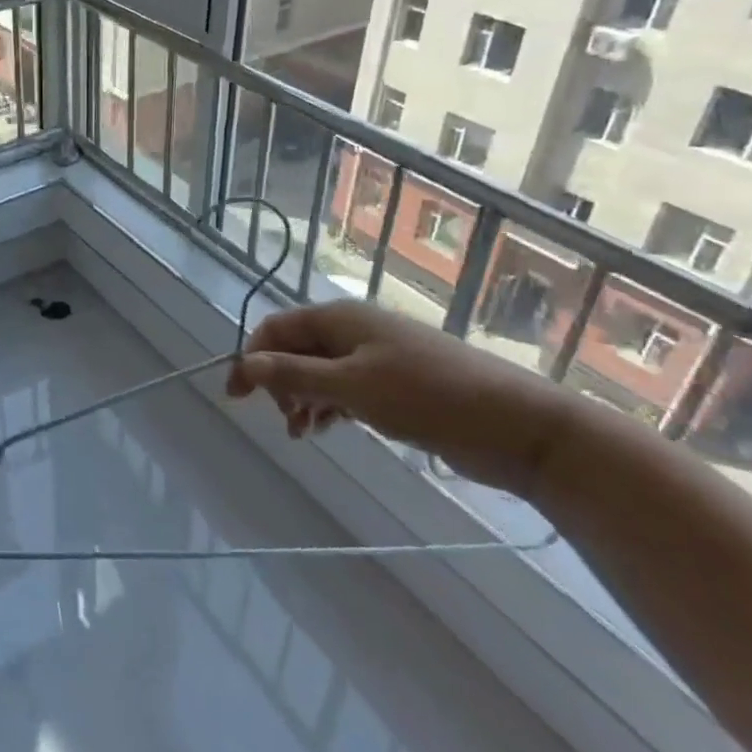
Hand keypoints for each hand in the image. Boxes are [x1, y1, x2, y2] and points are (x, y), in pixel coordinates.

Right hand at [226, 300, 575, 497]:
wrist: (515, 426)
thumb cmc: (426, 396)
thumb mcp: (351, 386)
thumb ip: (293, 375)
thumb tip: (243, 364)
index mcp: (340, 318)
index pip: (277, 328)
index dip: (251, 357)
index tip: (236, 396)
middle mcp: (354, 331)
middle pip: (296, 349)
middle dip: (280, 382)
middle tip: (286, 419)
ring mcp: (376, 357)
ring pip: (319, 372)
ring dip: (303, 399)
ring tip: (303, 433)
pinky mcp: (395, 384)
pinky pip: (345, 389)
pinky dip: (329, 407)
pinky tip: (326, 430)